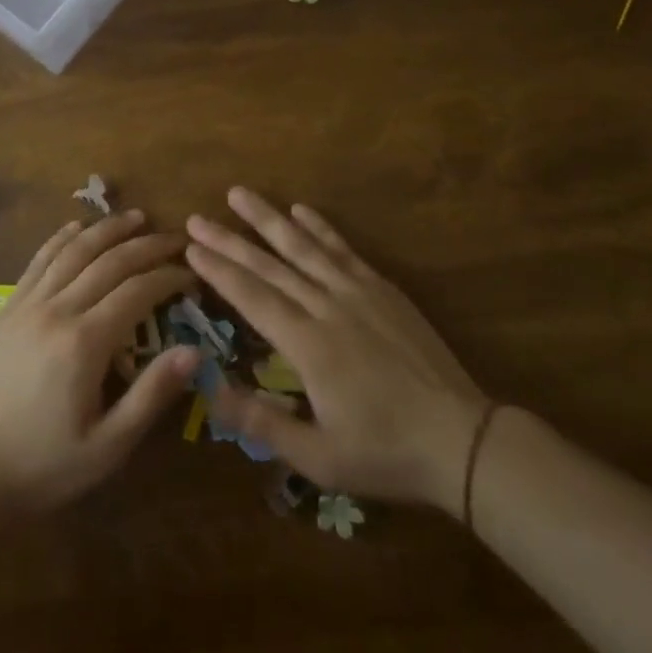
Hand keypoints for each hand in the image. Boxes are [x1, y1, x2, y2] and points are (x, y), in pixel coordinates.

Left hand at [0, 210, 200, 515]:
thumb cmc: (45, 465)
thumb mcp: (108, 445)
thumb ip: (152, 395)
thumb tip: (194, 351)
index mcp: (85, 343)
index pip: (137, 291)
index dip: (169, 276)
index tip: (192, 274)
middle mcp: (57, 311)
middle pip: (109, 262)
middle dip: (147, 245)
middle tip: (176, 238)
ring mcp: (28, 305)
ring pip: (73, 251)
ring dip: (107, 229)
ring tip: (135, 216)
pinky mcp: (8, 308)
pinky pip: (38, 260)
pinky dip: (62, 238)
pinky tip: (78, 227)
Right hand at [186, 188, 489, 508]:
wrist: (460, 439)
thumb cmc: (384, 453)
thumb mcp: (317, 458)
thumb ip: (261, 423)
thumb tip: (209, 391)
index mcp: (308, 345)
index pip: (252, 297)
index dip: (219, 271)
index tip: (191, 247)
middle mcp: (327, 307)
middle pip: (270, 266)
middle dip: (229, 240)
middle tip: (197, 218)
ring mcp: (358, 293)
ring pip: (304, 247)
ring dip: (269, 219)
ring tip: (239, 194)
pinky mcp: (383, 290)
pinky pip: (343, 250)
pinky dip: (320, 227)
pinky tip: (301, 209)